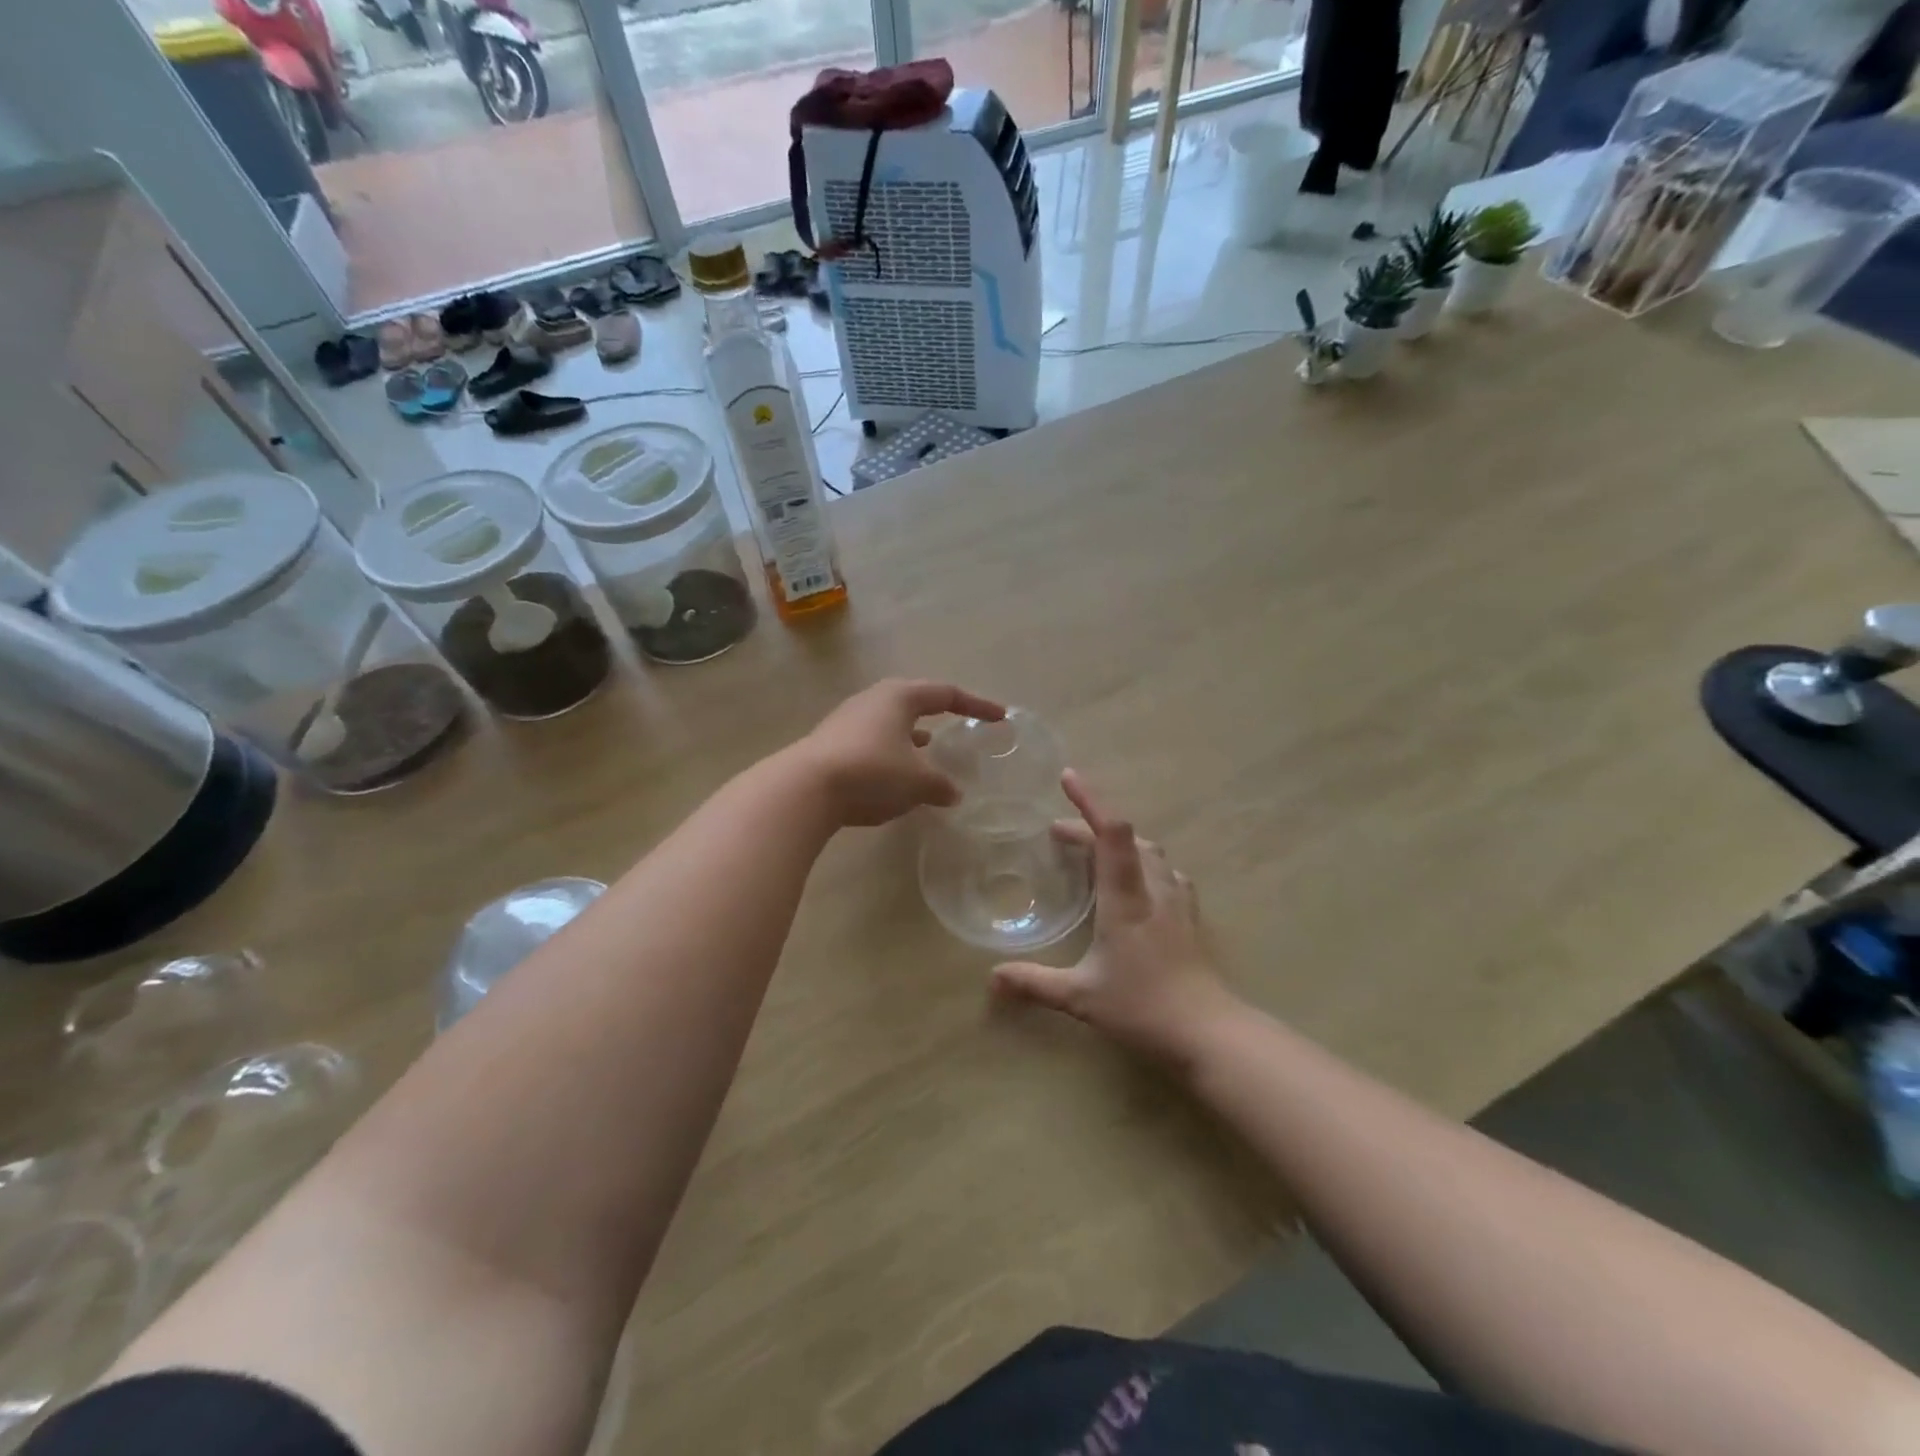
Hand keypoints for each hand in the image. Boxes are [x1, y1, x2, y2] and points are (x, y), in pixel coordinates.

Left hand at [795, 679, 1005, 827]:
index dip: (977, 705)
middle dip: (939, 713)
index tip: (1000, 717)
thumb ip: (940, 785)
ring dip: (913, 735)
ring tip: (930, 749)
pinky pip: (873, 742)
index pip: (947, 694)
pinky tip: (895, 774)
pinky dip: (892, 753)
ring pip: (891, 722)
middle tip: (959, 723)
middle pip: (915, 700)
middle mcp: (873, 700)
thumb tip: (953, 793)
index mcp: (900, 697)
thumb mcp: (917, 782)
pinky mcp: (832, 743)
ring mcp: (848, 720)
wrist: (805, 788)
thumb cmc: (872, 772)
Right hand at [992, 771, 1240, 1069]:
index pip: (1111, 833)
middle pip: (1127, 837)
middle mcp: (1153, 889)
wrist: (1208, 1032)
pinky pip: (1168, 873)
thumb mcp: (1080, 997)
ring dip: (1121, 843)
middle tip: (1059, 835)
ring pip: (1151, 852)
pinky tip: (1140, 884)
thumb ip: (1035, 983)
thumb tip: (992, 977)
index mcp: (1125, 897)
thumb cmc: (1141, 1008)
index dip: (1090, 800)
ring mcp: (1177, 901)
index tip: (1067, 777)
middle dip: (1091, 827)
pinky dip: (1145, 864)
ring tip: (1095, 853)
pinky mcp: (1190, 917)